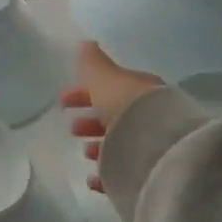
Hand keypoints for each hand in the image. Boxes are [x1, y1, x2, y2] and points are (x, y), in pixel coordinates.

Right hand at [63, 41, 162, 190]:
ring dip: (99, 147)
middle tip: (73, 129)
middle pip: (115, 117)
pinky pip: (123, 173)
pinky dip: (105, 174)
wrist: (158, 148)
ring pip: (120, 145)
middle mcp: (148, 117)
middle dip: (91, 121)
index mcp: (139, 91)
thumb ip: (92, 63)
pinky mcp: (148, 173)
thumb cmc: (128, 106)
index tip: (63, 101)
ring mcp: (150, 146)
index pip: (110, 88)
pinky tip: (93, 178)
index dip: (85, 93)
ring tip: (85, 152)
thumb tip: (85, 43)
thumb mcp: (105, 78)